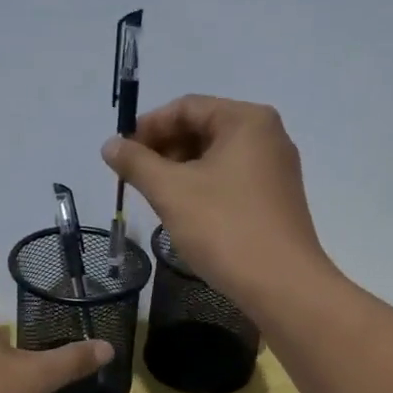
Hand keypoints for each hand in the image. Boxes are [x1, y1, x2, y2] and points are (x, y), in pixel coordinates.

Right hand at [103, 96, 333, 317]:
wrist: (282, 285)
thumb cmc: (224, 228)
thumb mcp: (171, 192)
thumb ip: (136, 163)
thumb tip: (110, 145)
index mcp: (246, 120)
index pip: (186, 107)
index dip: (147, 127)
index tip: (120, 154)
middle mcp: (268, 136)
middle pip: (203, 129)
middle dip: (164, 150)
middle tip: (134, 177)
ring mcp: (276, 169)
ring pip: (216, 157)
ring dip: (180, 170)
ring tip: (155, 196)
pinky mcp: (276, 199)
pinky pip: (231, 179)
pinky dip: (203, 187)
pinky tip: (184, 211)